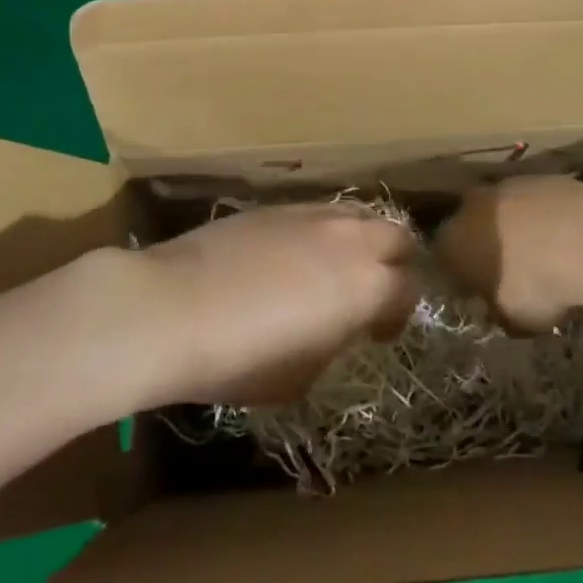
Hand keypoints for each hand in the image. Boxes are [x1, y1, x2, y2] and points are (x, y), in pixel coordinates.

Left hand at [133, 204, 420, 406]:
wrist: (172, 308)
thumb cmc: (240, 358)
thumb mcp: (301, 376)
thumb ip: (334, 343)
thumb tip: (334, 326)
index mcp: (366, 286)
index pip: (410, 289)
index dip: (399, 314)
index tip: (377, 333)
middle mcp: (349, 239)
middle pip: (397, 236)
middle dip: (393, 264)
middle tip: (368, 292)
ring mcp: (310, 215)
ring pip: (358, 214)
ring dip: (359, 241)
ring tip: (332, 269)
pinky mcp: (274, 207)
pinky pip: (316, 212)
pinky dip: (320, 232)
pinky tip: (290, 257)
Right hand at [434, 177, 582, 330]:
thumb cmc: (534, 284)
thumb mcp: (510, 319)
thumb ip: (495, 310)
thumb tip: (497, 309)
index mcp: (450, 241)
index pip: (442, 259)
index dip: (461, 277)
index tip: (480, 293)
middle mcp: (470, 206)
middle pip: (472, 227)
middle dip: (488, 246)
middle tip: (512, 272)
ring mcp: (507, 185)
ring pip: (504, 210)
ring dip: (517, 228)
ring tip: (546, 255)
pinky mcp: (543, 175)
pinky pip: (537, 202)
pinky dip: (546, 217)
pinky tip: (569, 238)